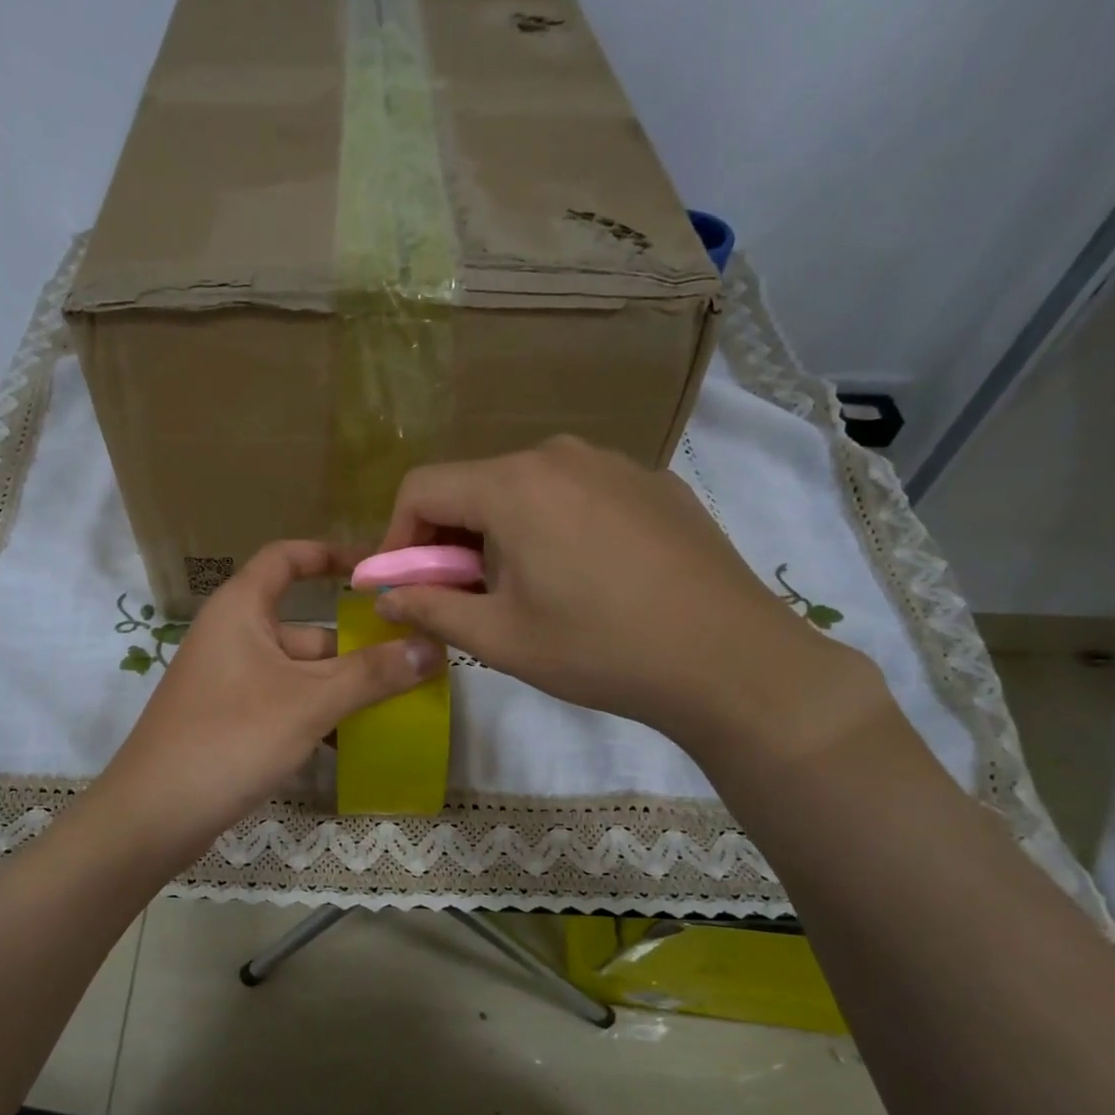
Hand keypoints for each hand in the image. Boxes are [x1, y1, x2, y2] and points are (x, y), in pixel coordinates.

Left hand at [96, 541, 442, 854]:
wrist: (153, 816)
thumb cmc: (230, 738)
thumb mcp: (309, 702)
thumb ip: (371, 675)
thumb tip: (433, 649)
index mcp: (241, 610)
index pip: (288, 559)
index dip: (331, 555)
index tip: (378, 572)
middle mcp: (234, 637)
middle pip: (307, 627)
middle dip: (356, 648)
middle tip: (413, 665)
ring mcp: (230, 681)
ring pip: (299, 672)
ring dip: (342, 688)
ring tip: (396, 707)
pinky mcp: (230, 720)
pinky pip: (285, 703)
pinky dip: (316, 716)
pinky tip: (352, 744)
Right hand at [374, 436, 880, 763]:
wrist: (729, 659)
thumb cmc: (600, 649)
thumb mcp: (500, 639)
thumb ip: (430, 609)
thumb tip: (385, 597)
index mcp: (513, 485)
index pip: (421, 488)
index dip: (396, 538)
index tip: (401, 587)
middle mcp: (559, 455)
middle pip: (474, 486)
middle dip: (449, 541)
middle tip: (460, 598)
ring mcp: (613, 463)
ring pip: (525, 489)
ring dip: (499, 535)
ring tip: (523, 592)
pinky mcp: (651, 483)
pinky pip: (575, 494)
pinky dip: (551, 527)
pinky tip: (580, 578)